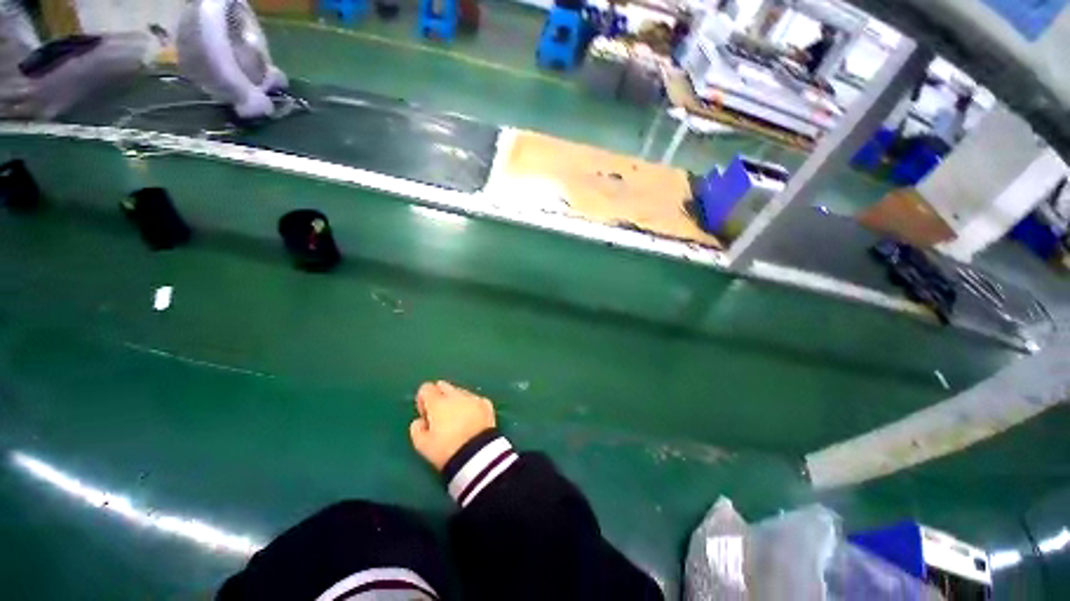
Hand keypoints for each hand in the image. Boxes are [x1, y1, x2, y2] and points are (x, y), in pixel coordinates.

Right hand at [410, 381, 496, 470]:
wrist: (477, 454)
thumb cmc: (446, 450)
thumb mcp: (422, 445)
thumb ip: (417, 429)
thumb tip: (420, 421)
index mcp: (438, 402)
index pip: (426, 388)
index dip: (423, 400)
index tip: (425, 414)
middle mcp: (456, 395)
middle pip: (444, 386)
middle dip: (439, 396)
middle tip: (439, 415)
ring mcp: (473, 398)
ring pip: (460, 392)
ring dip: (456, 401)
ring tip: (457, 420)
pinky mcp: (487, 404)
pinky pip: (475, 400)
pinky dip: (471, 406)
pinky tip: (472, 419)